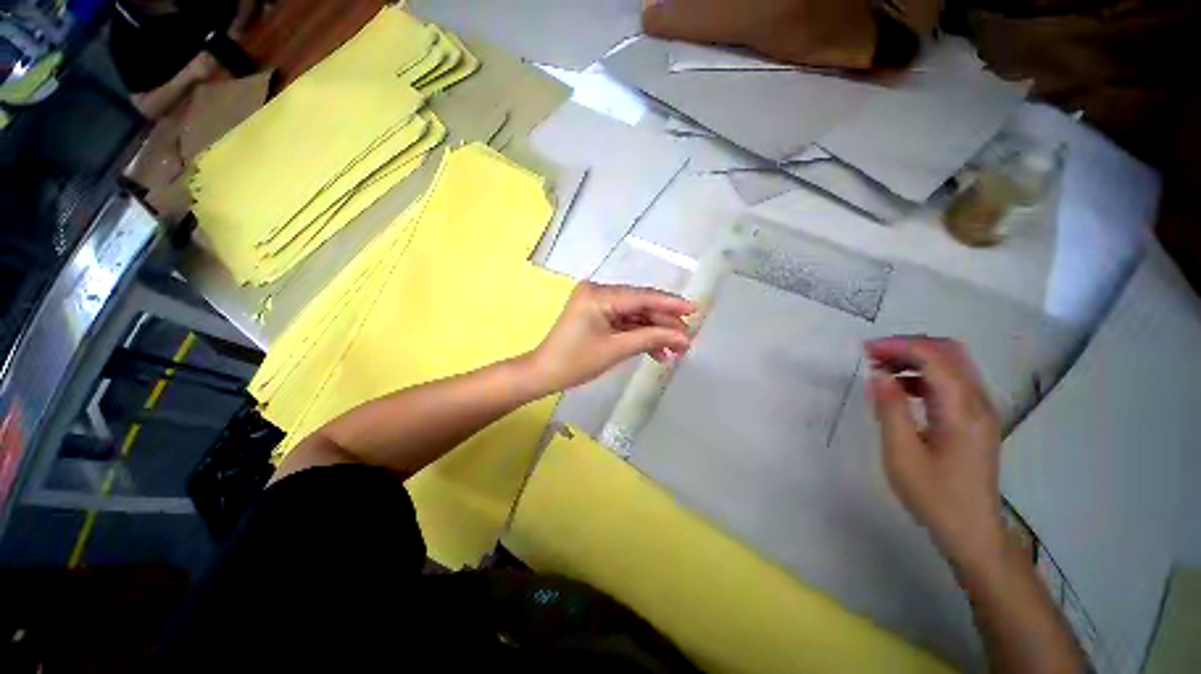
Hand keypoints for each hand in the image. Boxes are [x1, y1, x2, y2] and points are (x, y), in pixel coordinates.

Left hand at [528, 283, 695, 391]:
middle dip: (663, 324)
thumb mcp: (616, 349)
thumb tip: (682, 337)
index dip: (670, 304)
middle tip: (686, 340)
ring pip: (634, 315)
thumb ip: (651, 339)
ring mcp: (597, 303)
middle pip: (640, 305)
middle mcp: (598, 292)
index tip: (695, 309)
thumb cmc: (576, 362)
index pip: (641, 297)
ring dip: (653, 332)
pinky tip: (656, 352)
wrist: (544, 374)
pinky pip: (624, 322)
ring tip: (675, 351)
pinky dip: (639, 336)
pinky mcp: (597, 315)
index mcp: (598, 295)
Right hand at [866, 336, 1007, 567]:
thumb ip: (891, 410)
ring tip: (881, 369)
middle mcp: (978, 403)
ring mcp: (981, 410)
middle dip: (909, 345)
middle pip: (950, 352)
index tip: (865, 350)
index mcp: (962, 412)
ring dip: (916, 358)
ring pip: (952, 364)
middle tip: (873, 355)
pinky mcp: (975, 419)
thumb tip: (878, 375)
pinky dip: (924, 374)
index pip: (936, 358)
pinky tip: (901, 388)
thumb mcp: (902, 455)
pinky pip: (951, 381)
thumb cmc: (935, 496)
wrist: (972, 531)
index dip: (900, 346)